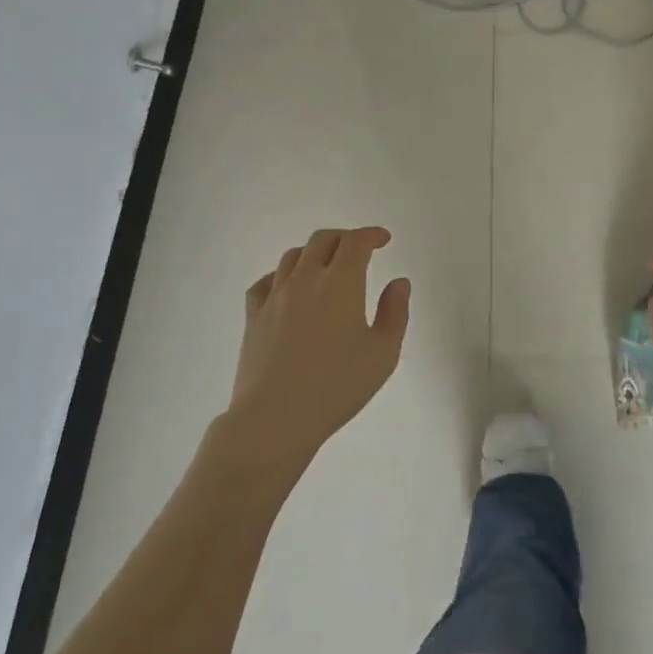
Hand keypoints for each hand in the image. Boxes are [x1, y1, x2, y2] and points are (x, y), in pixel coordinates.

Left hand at [222, 227, 411, 472]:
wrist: (275, 418)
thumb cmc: (337, 386)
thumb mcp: (383, 354)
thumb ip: (395, 312)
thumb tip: (399, 282)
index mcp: (340, 283)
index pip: (356, 242)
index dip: (372, 235)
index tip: (383, 239)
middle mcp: (306, 279)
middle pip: (323, 240)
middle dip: (344, 238)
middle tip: (359, 250)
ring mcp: (275, 296)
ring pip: (293, 256)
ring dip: (314, 253)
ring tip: (326, 266)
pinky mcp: (253, 316)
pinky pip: (265, 282)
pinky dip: (281, 276)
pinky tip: (288, 288)